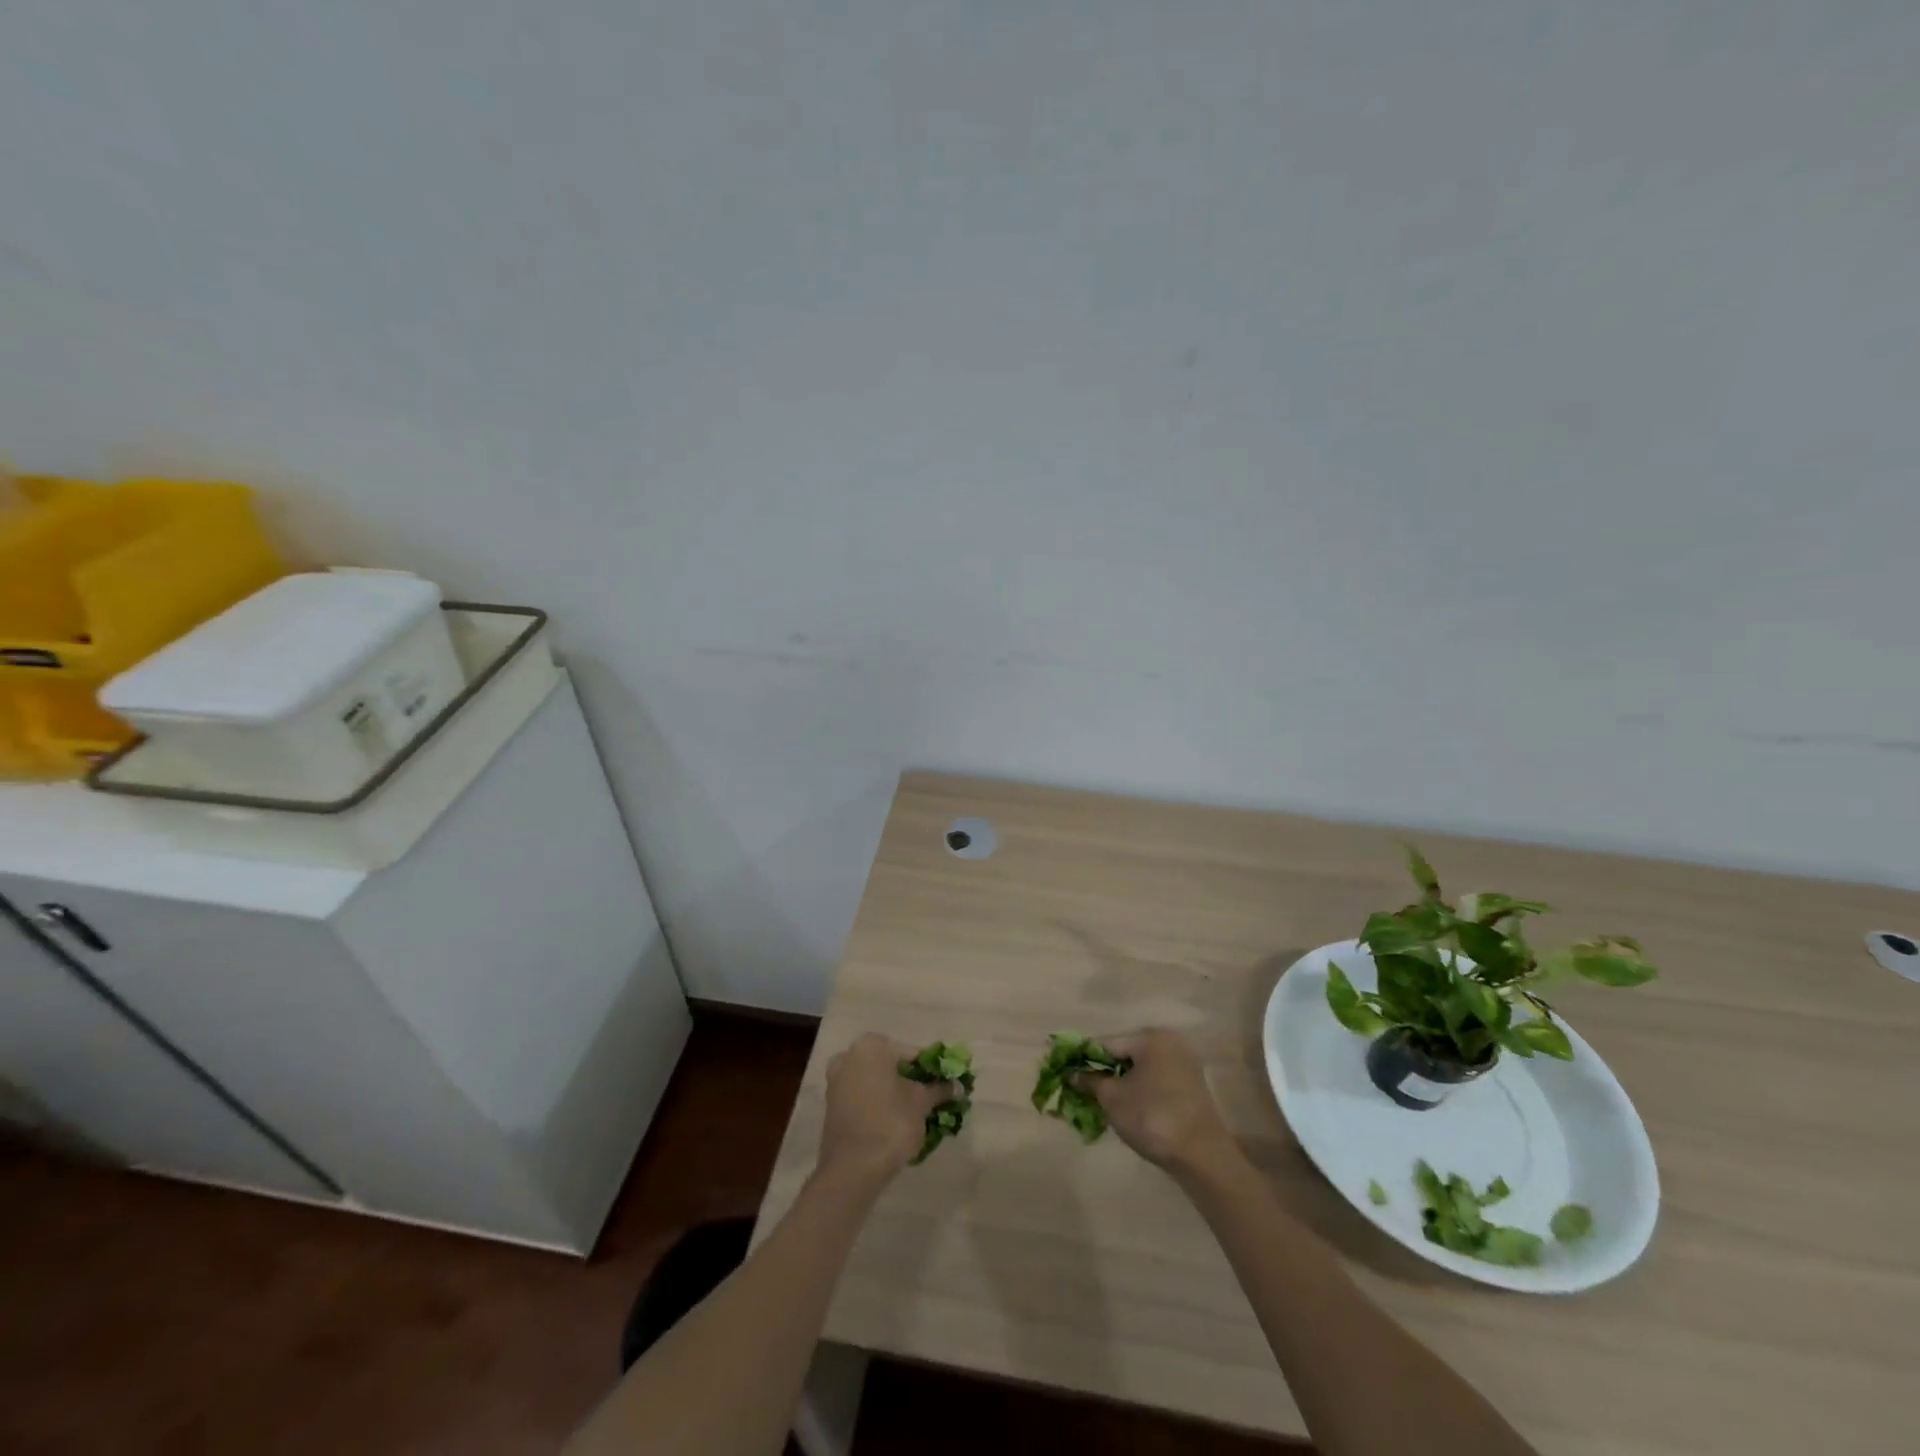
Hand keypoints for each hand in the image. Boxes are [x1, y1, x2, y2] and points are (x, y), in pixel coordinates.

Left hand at [817, 1033, 952, 1185]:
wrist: (852, 1169)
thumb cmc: (890, 1123)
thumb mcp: (921, 1104)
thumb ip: (939, 1090)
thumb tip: (958, 1085)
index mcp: (871, 1046)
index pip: (910, 1053)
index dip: (930, 1070)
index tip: (943, 1084)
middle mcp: (849, 1056)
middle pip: (889, 1066)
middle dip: (909, 1080)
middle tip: (930, 1098)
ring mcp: (836, 1081)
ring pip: (874, 1082)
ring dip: (893, 1093)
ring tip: (914, 1113)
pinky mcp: (832, 1107)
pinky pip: (862, 1098)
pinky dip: (878, 1105)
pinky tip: (894, 1122)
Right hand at [1083, 1029, 1238, 1174]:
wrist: (1201, 1156)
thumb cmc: (1152, 1117)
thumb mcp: (1112, 1098)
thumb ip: (1090, 1081)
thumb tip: (1073, 1073)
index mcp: (1151, 1038)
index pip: (1108, 1043)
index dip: (1085, 1058)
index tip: (1067, 1071)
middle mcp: (1170, 1044)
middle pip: (1126, 1055)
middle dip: (1104, 1072)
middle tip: (1084, 1091)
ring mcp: (1184, 1065)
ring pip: (1141, 1070)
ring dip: (1122, 1083)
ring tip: (1103, 1103)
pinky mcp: (1192, 1088)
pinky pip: (1156, 1082)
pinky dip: (1140, 1091)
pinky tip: (1129, 1110)